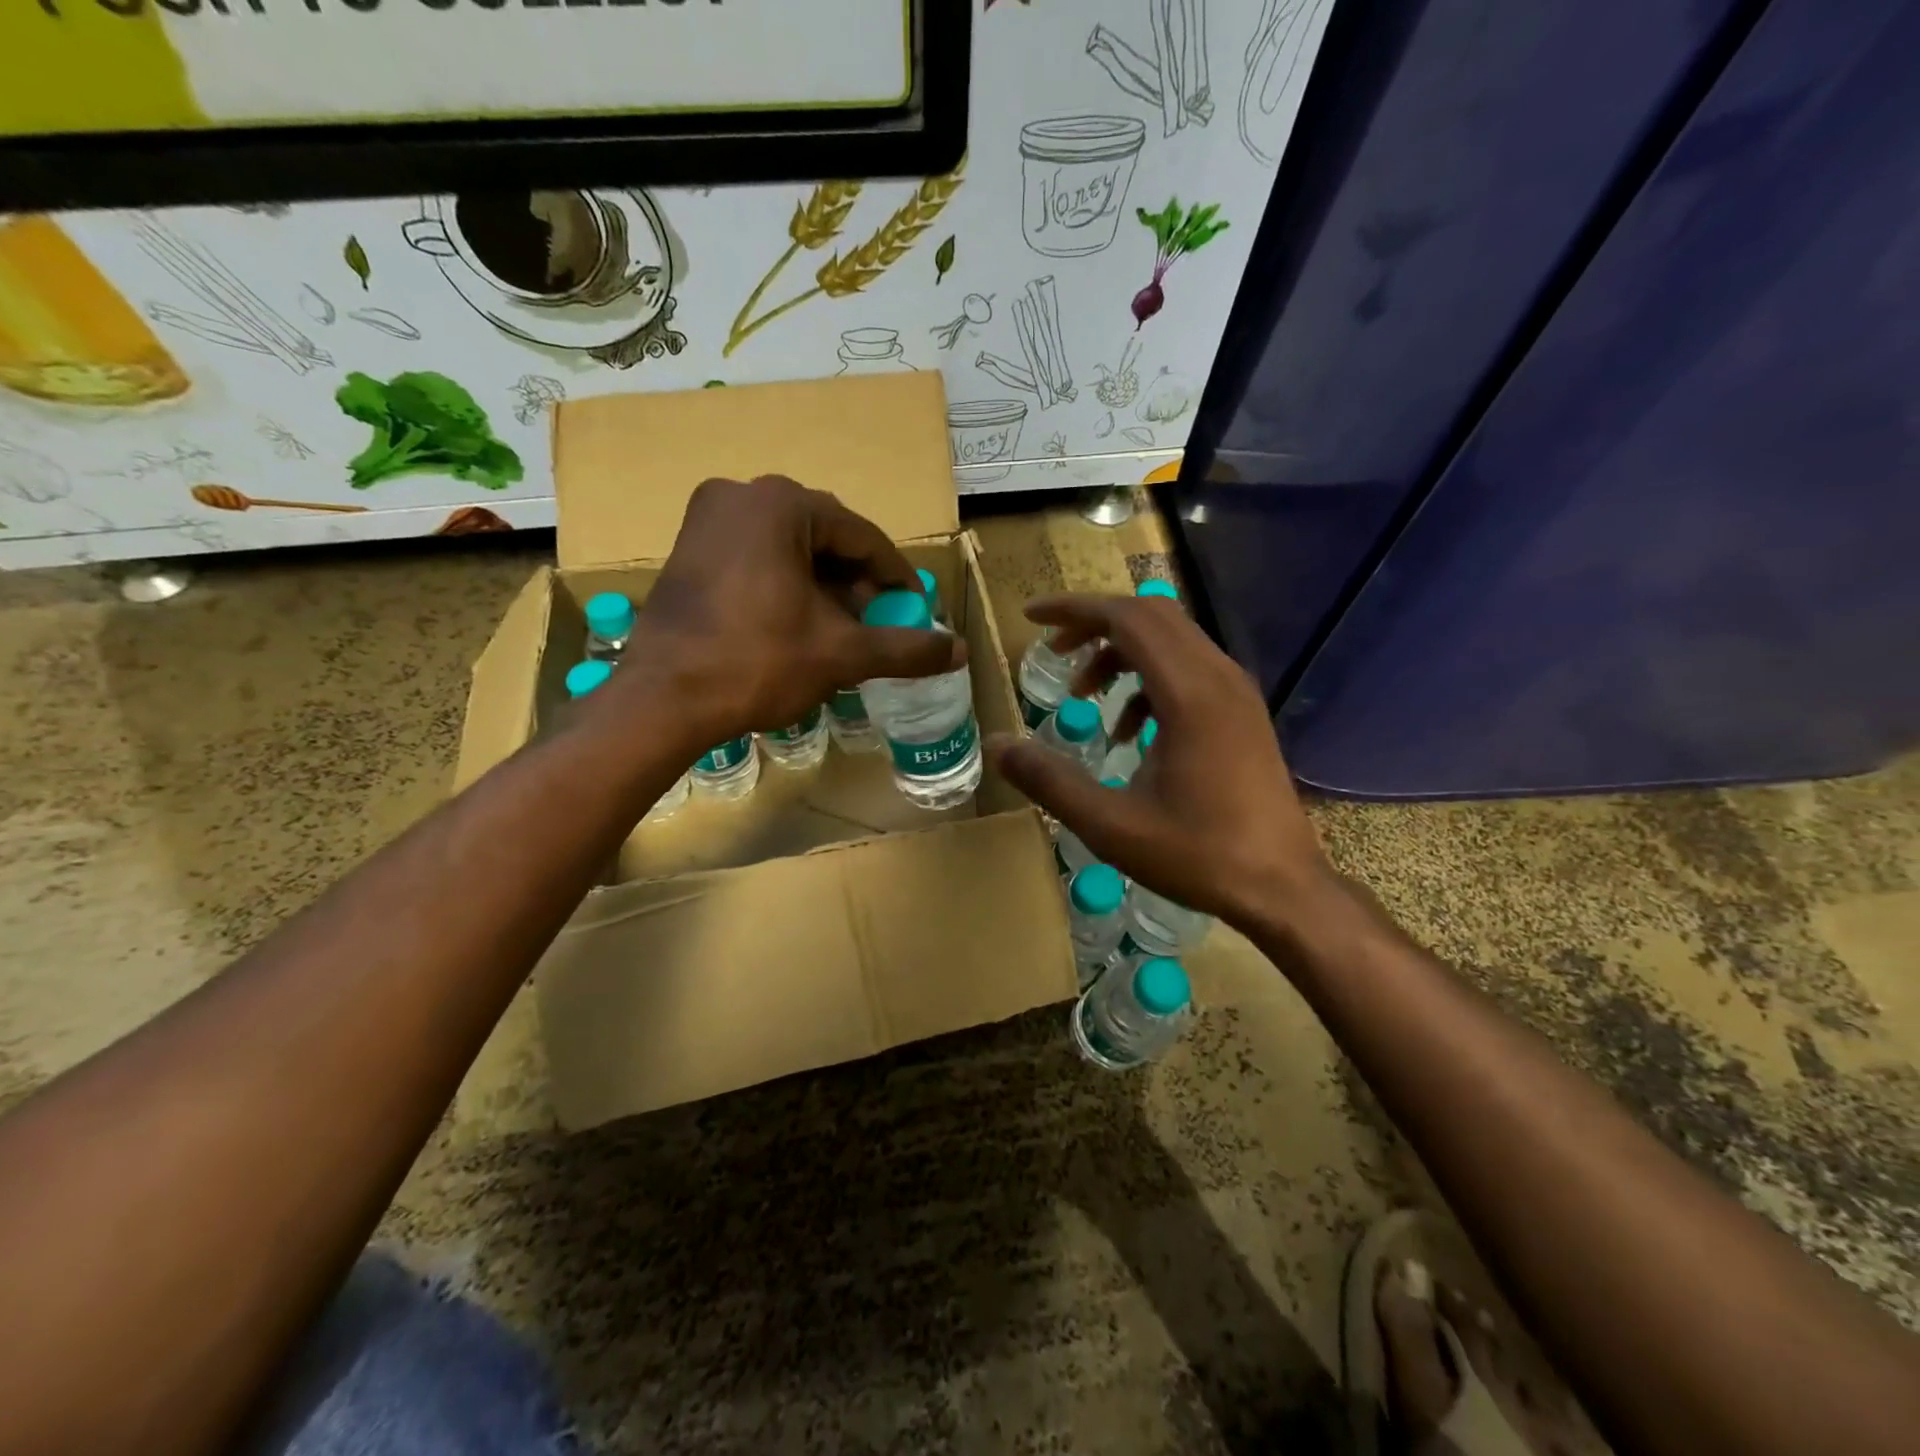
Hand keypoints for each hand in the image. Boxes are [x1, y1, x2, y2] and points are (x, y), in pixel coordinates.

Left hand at [616, 475, 960, 745]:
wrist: (663, 700)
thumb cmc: (756, 664)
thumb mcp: (840, 654)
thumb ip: (905, 648)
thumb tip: (959, 651)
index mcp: (781, 504)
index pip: (861, 537)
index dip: (896, 576)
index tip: (916, 608)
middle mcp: (741, 495)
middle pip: (825, 539)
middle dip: (858, 584)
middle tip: (880, 624)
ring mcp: (708, 519)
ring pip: (791, 548)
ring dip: (825, 587)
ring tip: (845, 630)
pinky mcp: (689, 549)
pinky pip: (758, 558)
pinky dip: (788, 586)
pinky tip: (801, 624)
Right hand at [988, 593, 1335, 930]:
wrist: (1282, 887)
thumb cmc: (1197, 855)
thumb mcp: (1110, 825)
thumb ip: (1049, 780)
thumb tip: (995, 744)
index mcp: (1189, 693)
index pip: (1127, 618)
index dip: (1074, 609)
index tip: (1031, 617)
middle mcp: (1219, 677)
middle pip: (1150, 617)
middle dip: (1094, 624)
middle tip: (1053, 651)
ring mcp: (1237, 693)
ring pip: (1172, 640)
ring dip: (1121, 653)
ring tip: (1084, 695)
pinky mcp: (1242, 712)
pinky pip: (1189, 669)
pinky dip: (1149, 679)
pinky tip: (1128, 731)